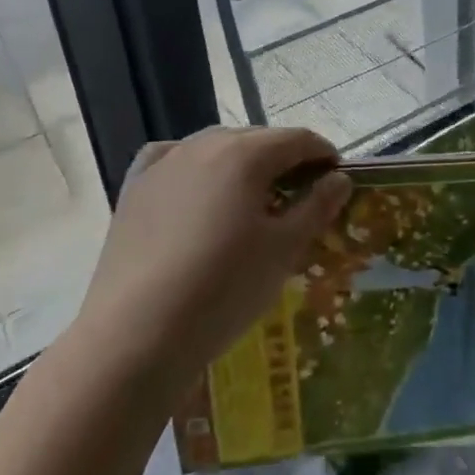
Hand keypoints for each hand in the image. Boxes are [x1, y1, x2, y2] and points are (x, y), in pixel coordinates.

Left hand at [72, 127, 350, 395]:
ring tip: (251, 199)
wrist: (135, 335)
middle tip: (299, 196)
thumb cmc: (223, 290)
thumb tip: (339, 178)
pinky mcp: (134, 187)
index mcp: (246, 153)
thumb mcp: (283, 251)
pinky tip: (195, 188)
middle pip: (258, 140)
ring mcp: (165, 162)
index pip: (298, 139)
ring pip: (216, 147)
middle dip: (284, 160)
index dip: (323, 155)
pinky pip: (172, 159)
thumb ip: (316, 207)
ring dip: (242, 163)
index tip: (336, 180)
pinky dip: (193, 166)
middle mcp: (205, 144)